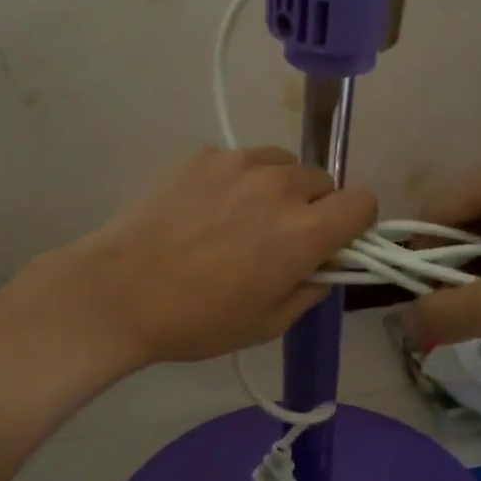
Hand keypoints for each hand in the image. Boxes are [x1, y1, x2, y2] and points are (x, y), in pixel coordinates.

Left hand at [31, 146, 376, 369]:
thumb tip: (325, 267)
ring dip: (278, 188)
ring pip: (282, 164)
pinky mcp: (202, 155)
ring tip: (241, 218)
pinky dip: (236, 181)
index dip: (356, 222)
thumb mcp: (267, 324)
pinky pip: (239, 161)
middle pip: (323, 181)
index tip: (335, 241)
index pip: (363, 201)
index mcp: (304, 231)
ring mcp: (238, 163)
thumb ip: (310, 290)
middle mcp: (279, 185)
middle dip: (313, 207)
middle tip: (280, 236)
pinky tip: (204, 210)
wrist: (117, 292)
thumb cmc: (197, 320)